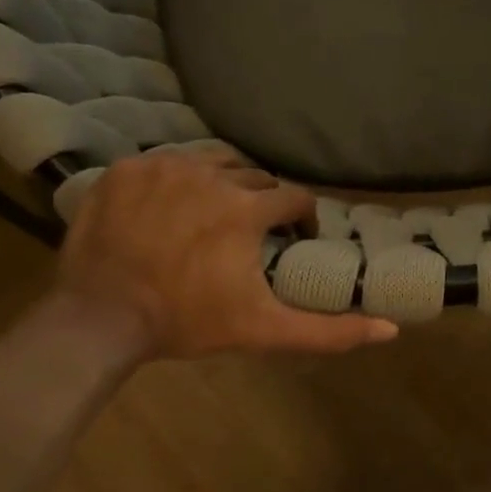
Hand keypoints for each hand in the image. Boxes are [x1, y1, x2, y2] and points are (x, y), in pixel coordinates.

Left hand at [56, 144, 398, 358]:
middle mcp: (210, 174)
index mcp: (246, 209)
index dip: (299, 220)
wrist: (100, 317)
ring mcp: (164, 166)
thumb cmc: (187, 321)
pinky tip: (168, 209)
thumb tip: (390, 329)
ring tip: (213, 212)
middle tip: (250, 233)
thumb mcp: (264, 330)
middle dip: (261, 202)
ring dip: (222, 181)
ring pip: (211, 160)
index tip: (291, 240)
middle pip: (254, 177)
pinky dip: (175, 180)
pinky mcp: (126, 168)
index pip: (293, 198)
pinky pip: (165, 162)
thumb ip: (328, 331)